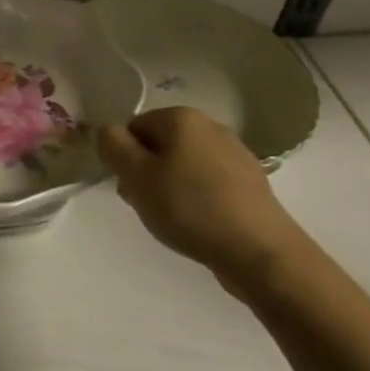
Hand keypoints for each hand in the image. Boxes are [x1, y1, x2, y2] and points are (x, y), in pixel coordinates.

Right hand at [98, 107, 308, 294]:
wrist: (261, 253)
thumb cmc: (190, 208)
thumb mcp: (135, 175)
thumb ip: (112, 144)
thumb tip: (109, 131)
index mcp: (181, 117)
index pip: (134, 128)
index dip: (125, 158)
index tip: (131, 188)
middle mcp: (210, 126)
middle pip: (160, 145)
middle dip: (148, 173)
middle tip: (148, 206)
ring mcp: (236, 154)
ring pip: (185, 165)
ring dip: (172, 187)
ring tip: (175, 220)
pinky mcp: (252, 183)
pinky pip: (210, 183)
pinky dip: (199, 199)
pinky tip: (201, 225)